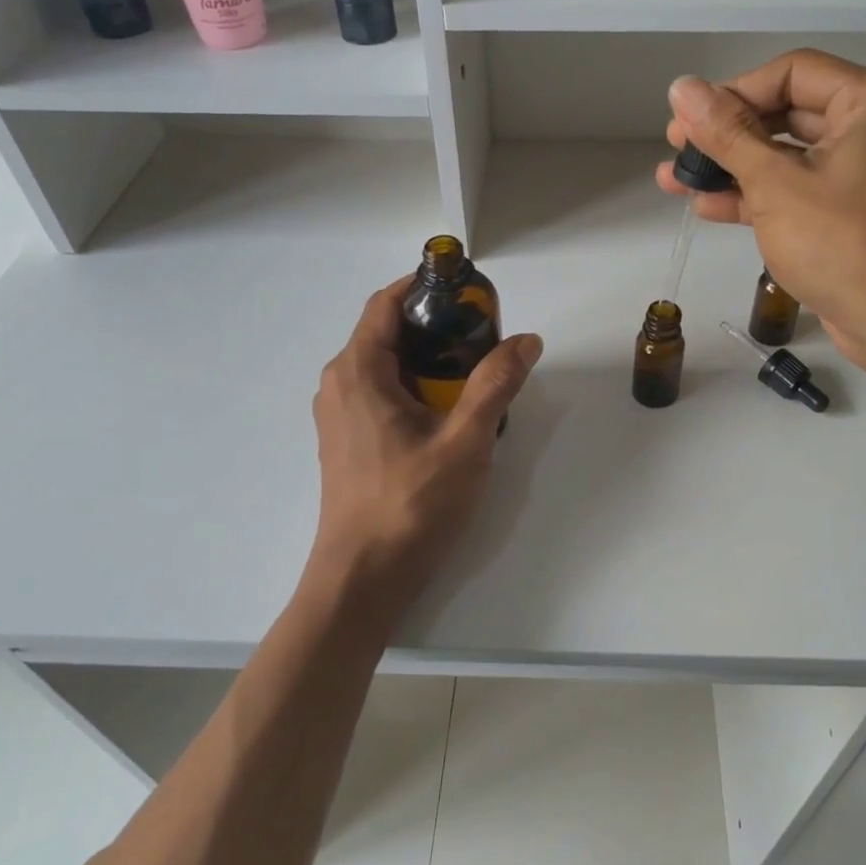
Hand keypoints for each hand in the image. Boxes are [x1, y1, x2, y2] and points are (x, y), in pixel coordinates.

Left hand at [309, 278, 542, 612]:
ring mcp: (339, 415)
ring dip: (427, 358)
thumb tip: (526, 340)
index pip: (387, 303)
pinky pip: (380, 393)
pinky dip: (414, 385)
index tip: (468, 290)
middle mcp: (339, 384)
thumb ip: (496, 385)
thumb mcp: (465, 441)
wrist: (364, 577)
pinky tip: (448, 410)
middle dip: (435, 325)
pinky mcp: (346, 440)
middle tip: (484, 335)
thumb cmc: (410, 504)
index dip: (425, 286)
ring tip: (474, 371)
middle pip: (387, 331)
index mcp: (358, 371)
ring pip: (385, 365)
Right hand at [654, 49, 865, 379]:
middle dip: (727, 136)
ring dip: (733, 169)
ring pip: (789, 156)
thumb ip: (726, 133)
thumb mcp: (775, 183)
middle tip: (677, 150)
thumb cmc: (843, 241)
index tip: (687, 123)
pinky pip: (800, 190)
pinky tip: (708, 206)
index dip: (732, 94)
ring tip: (677, 181)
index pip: (791, 74)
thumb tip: (680, 88)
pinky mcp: (854, 212)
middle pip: (788, 113)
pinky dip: (758, 197)